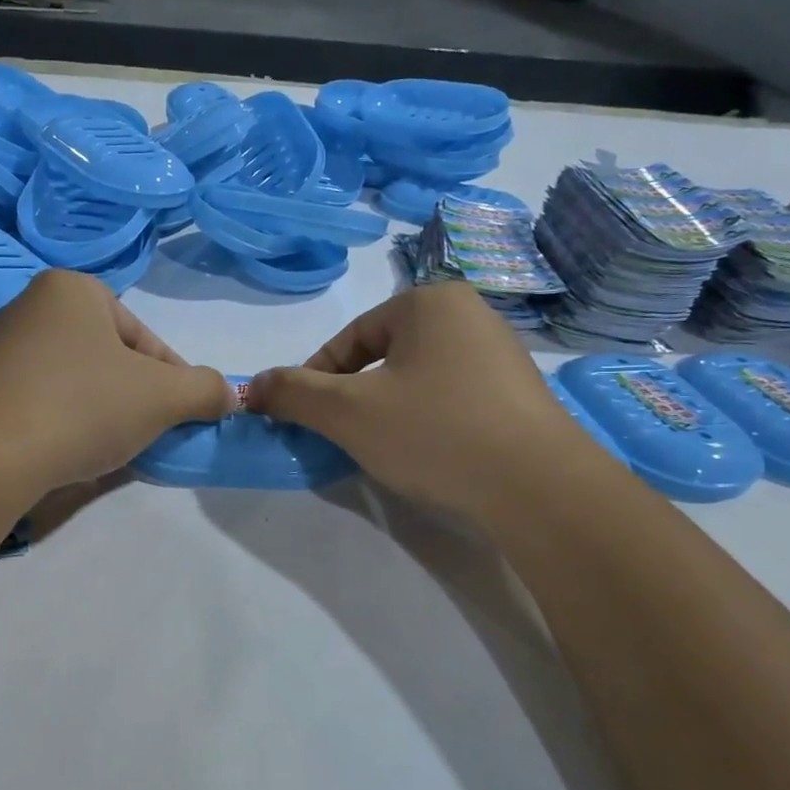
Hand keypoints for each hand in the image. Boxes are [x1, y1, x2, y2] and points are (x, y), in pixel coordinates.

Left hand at [0, 270, 233, 502]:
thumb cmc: (80, 408)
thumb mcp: (162, 398)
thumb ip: (205, 390)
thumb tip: (229, 395)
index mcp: (73, 290)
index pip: (146, 340)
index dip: (174, 383)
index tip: (181, 419)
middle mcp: (29, 307)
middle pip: (109, 360)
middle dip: (135, 400)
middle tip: (146, 438)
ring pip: (74, 384)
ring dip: (100, 415)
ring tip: (106, 451)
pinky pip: (37, 404)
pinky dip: (60, 426)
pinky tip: (64, 455)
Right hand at [245, 282, 586, 519]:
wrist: (539, 487)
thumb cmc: (435, 433)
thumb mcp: (348, 412)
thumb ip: (292, 393)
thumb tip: (250, 386)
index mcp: (429, 302)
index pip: (350, 338)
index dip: (316, 380)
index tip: (304, 419)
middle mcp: (470, 314)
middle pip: (384, 356)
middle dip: (355, 396)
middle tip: (343, 437)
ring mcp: (501, 354)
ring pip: (417, 378)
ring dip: (389, 410)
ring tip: (386, 449)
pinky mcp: (519, 394)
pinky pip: (452, 397)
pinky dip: (427, 421)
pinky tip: (430, 454)